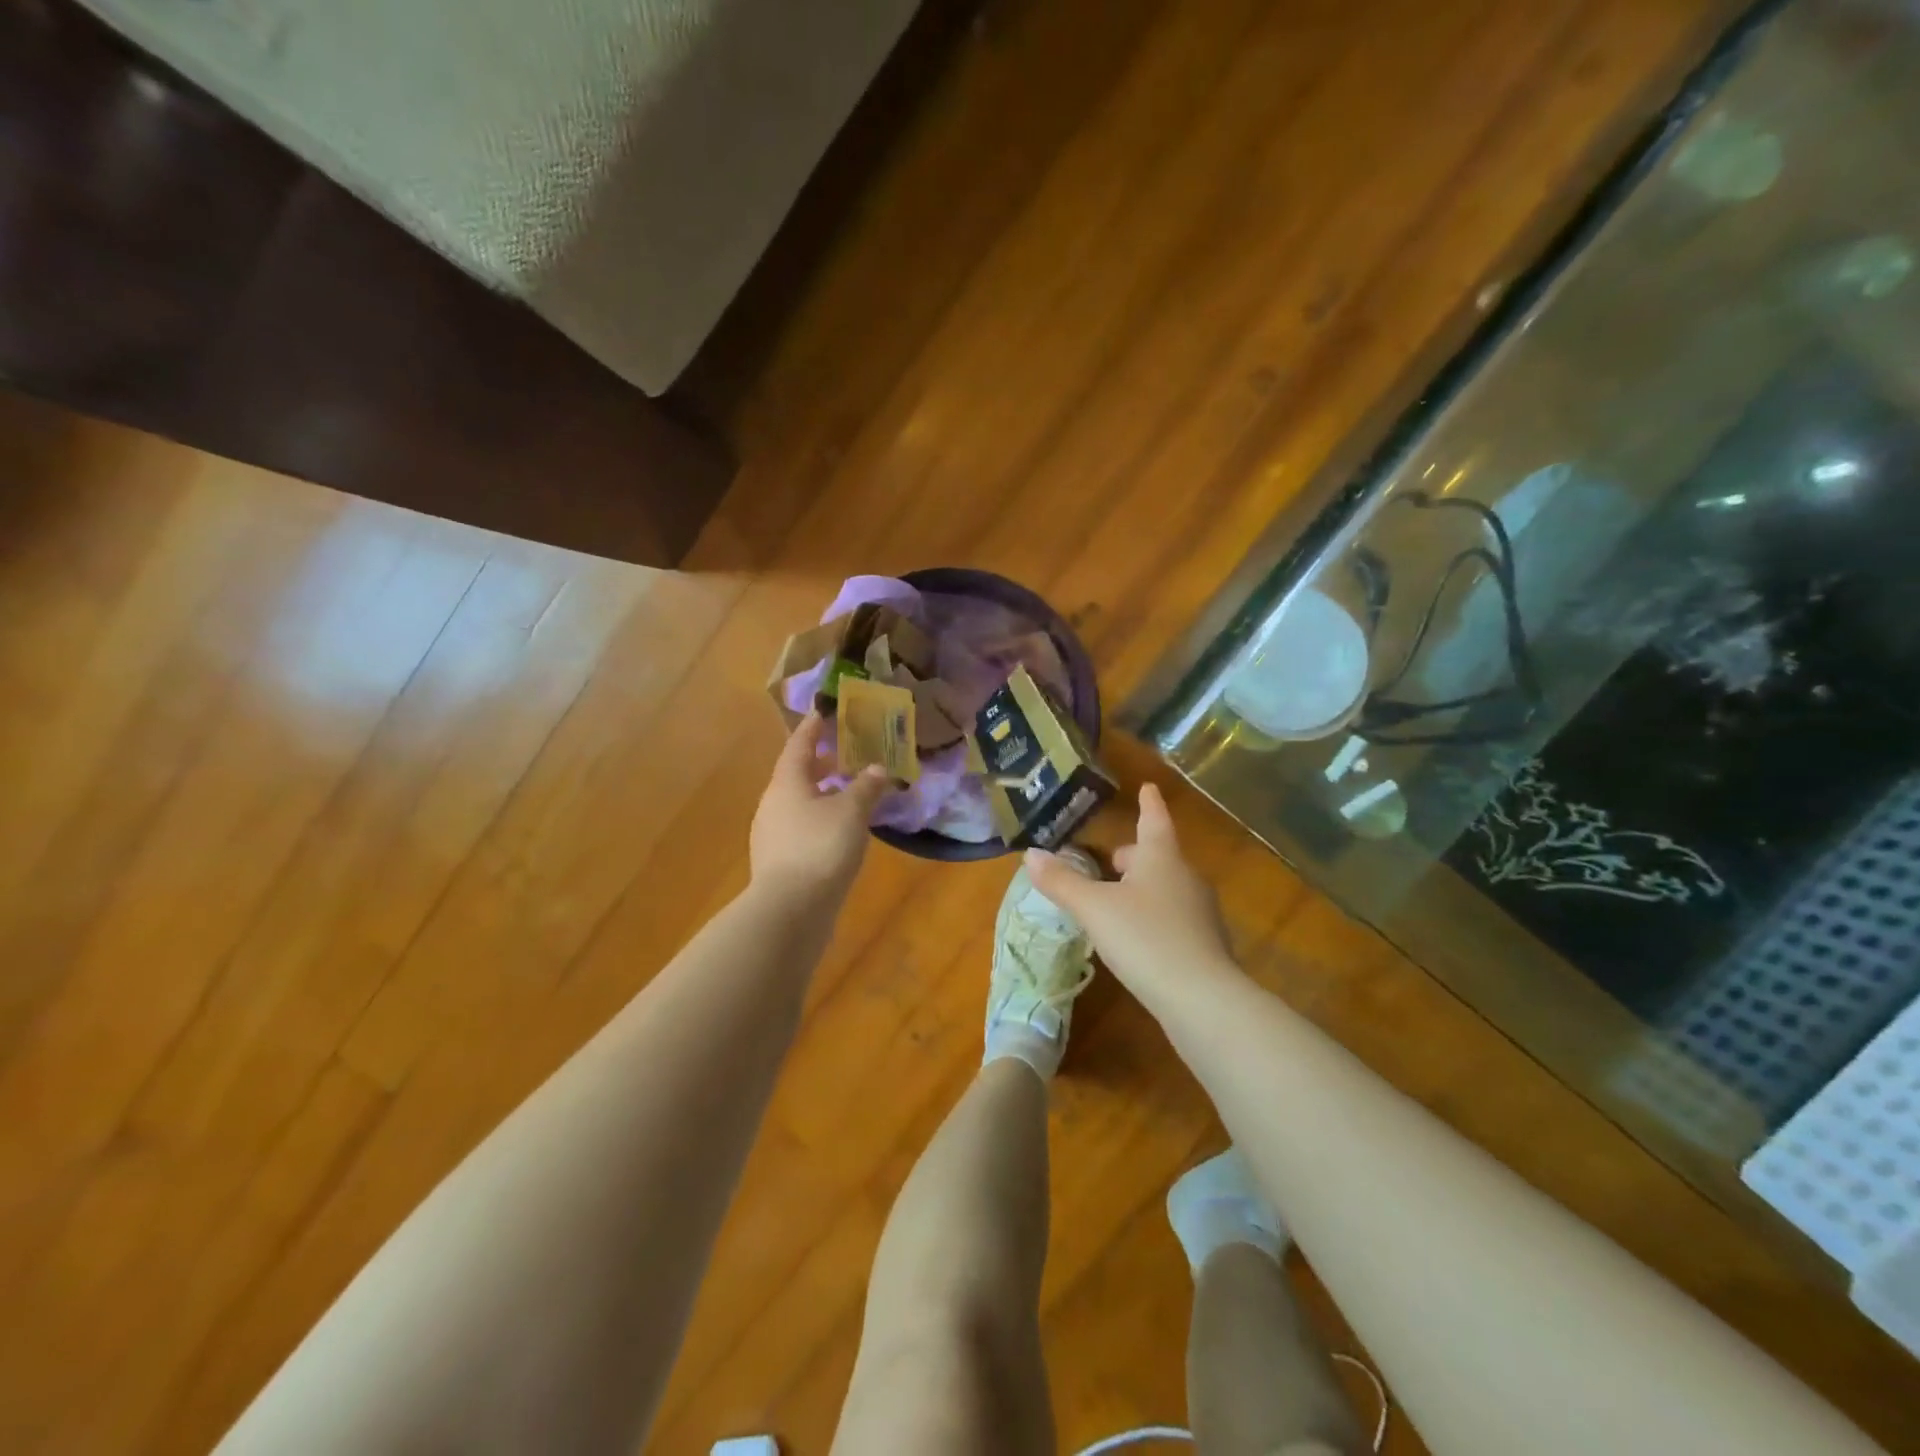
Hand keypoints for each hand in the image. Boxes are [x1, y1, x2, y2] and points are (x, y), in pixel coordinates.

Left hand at [750, 714, 889, 903]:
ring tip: (848, 792)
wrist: (791, 910)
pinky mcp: (779, 861)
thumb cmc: (821, 848)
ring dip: (821, 794)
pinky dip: (820, 820)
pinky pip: (801, 828)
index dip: (812, 728)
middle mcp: (773, 804)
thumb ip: (866, 787)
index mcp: (786, 783)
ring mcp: (772, 835)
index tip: (823, 712)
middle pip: (796, 774)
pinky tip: (840, 830)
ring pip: (798, 803)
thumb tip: (878, 767)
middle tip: (844, 753)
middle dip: (820, 763)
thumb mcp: (852, 812)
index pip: (799, 745)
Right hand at [1023, 783, 1240, 1010]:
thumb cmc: (1144, 938)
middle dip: (1134, 856)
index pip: (1154, 820)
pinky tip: (1137, 940)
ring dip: (1142, 888)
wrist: (1202, 999)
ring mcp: (1201, 912)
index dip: (1148, 803)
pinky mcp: (1205, 945)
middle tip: (1110, 859)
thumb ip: (1062, 882)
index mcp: (1161, 858)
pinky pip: (1174, 917)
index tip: (1148, 787)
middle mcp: (1186, 877)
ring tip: (1115, 901)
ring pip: (1166, 887)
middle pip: (1157, 856)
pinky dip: (1153, 918)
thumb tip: (1030, 854)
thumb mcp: (1094, 909)